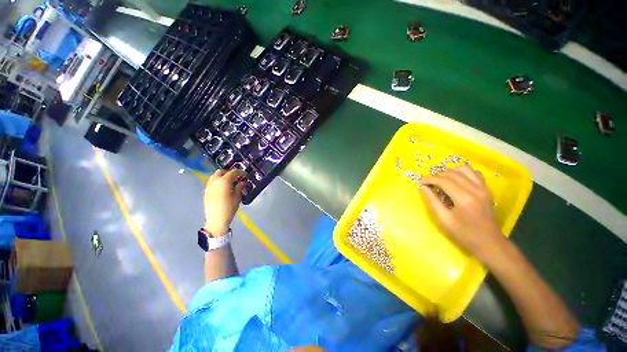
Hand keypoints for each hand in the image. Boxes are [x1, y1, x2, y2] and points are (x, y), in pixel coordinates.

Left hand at [203, 169, 245, 236]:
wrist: (216, 219)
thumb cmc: (229, 207)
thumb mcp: (237, 197)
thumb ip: (240, 187)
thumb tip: (242, 182)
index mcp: (224, 181)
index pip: (233, 172)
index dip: (240, 172)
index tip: (245, 175)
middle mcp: (215, 181)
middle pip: (221, 171)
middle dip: (229, 172)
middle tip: (236, 177)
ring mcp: (209, 186)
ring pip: (215, 176)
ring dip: (223, 176)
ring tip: (230, 182)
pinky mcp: (206, 192)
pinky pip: (212, 182)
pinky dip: (218, 182)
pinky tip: (223, 188)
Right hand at [421, 165, 504, 259]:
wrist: (489, 242)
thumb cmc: (463, 233)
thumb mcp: (443, 219)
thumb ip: (432, 200)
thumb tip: (423, 187)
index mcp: (464, 198)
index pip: (443, 180)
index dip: (429, 179)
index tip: (420, 182)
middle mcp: (475, 189)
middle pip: (452, 173)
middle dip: (436, 175)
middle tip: (428, 183)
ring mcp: (483, 187)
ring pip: (463, 169)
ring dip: (448, 172)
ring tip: (440, 180)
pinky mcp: (486, 189)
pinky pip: (473, 172)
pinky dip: (462, 172)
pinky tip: (455, 180)